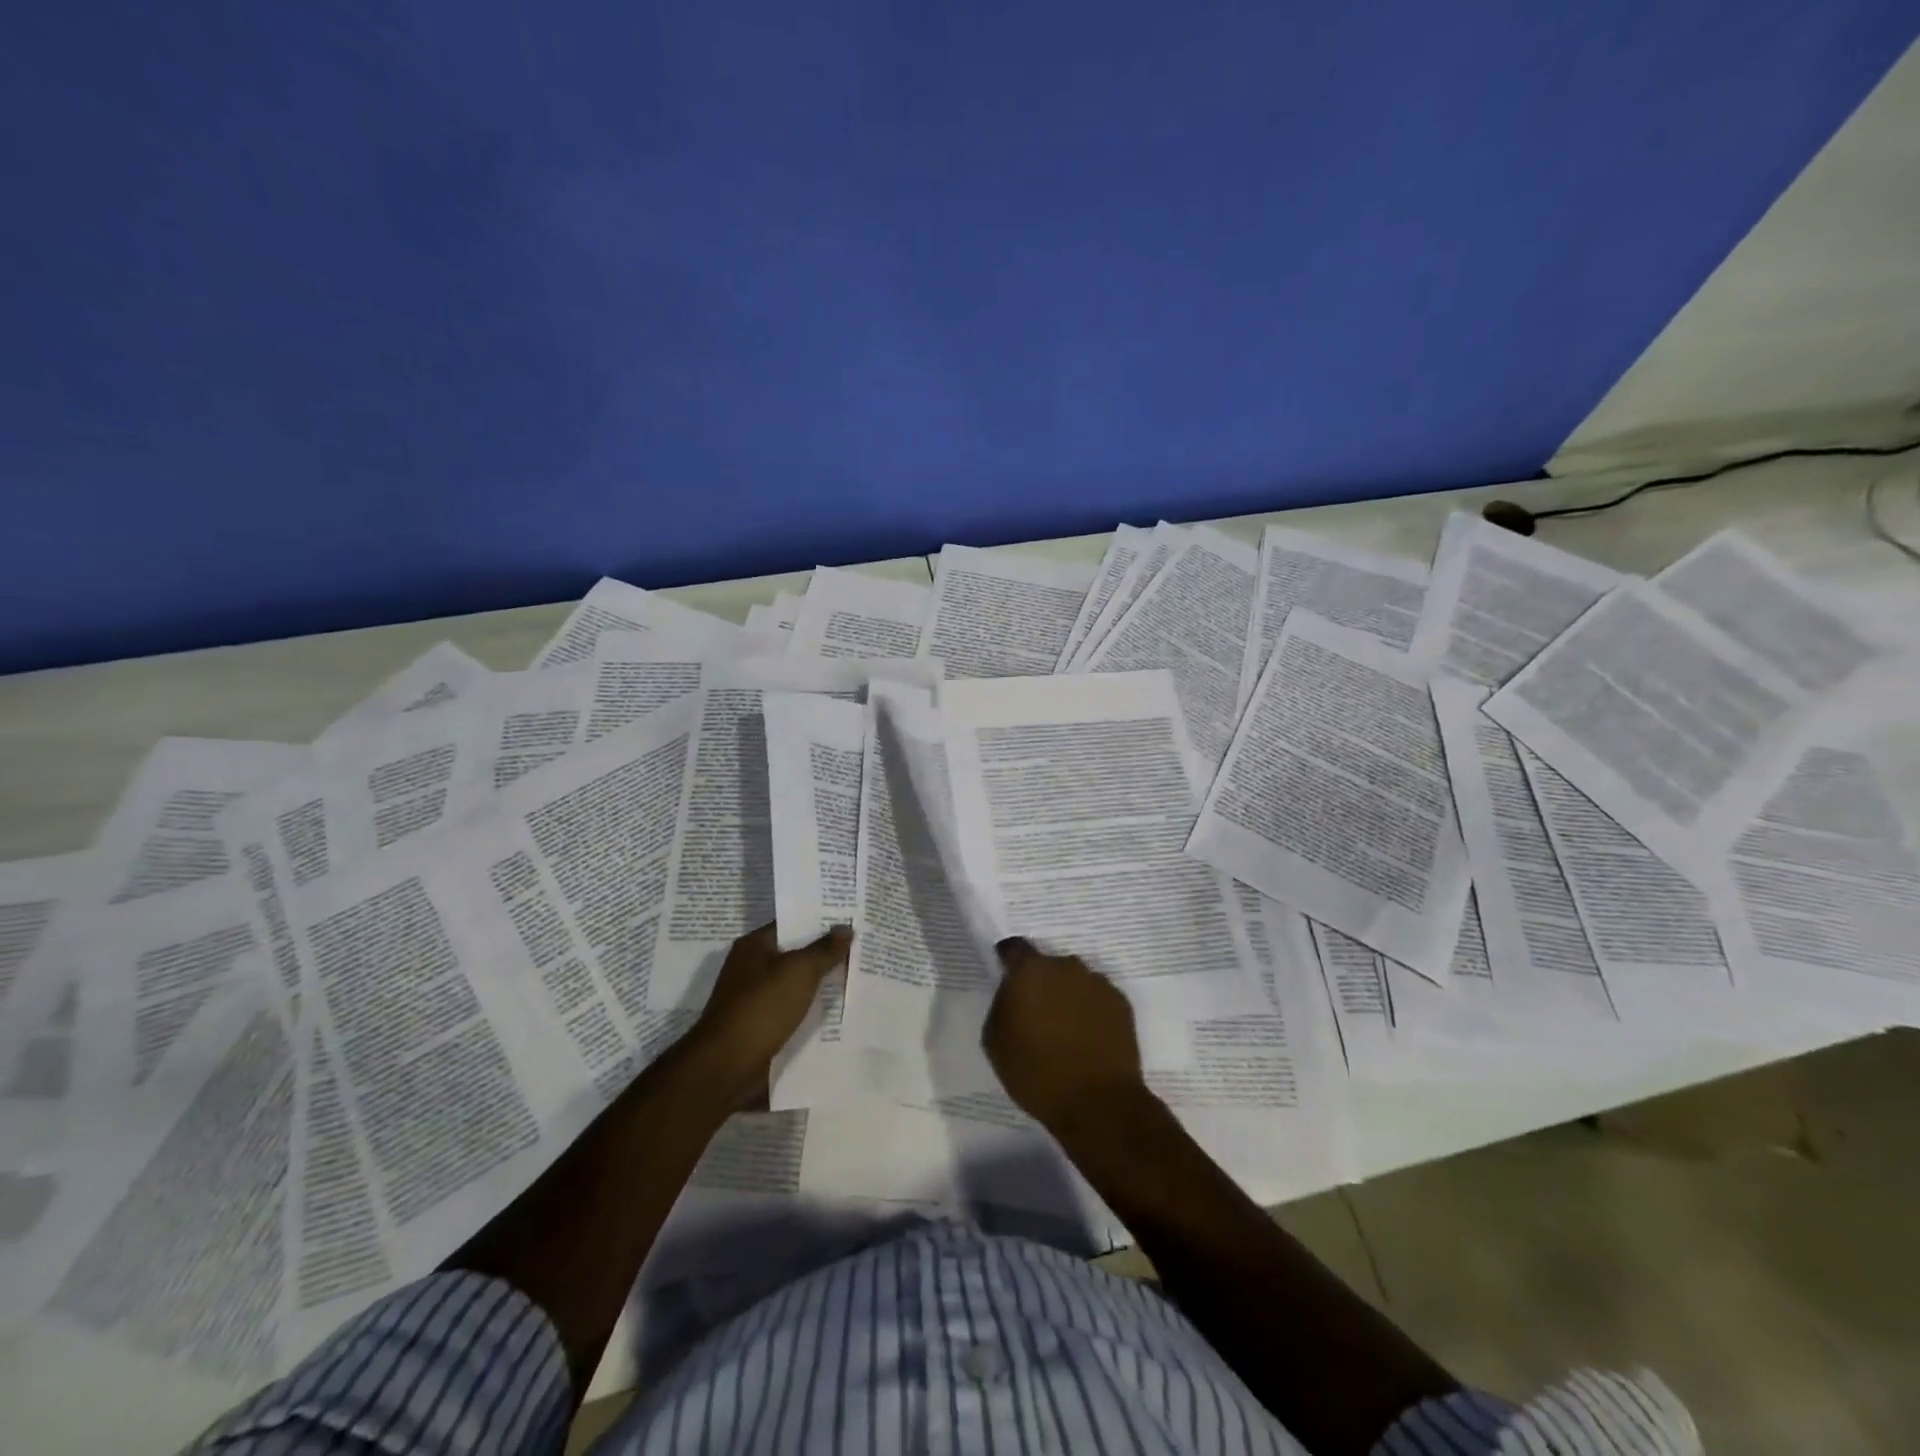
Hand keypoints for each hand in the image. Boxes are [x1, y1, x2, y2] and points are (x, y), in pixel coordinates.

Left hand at [690, 922, 850, 1104]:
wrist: (726, 1066)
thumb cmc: (761, 1008)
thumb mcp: (800, 972)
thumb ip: (824, 950)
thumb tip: (845, 928)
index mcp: (754, 946)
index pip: (792, 923)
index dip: (820, 921)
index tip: (850, 919)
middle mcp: (751, 967)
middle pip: (795, 953)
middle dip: (824, 953)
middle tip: (861, 946)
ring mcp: (754, 998)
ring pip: (795, 984)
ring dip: (819, 984)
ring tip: (857, 977)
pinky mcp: (759, 1026)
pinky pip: (792, 1010)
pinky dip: (810, 1010)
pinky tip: (838, 1010)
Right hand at [984, 937, 1146, 1129]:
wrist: (1097, 1103)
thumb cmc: (1036, 1072)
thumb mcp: (996, 1041)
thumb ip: (1002, 1006)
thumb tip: (1013, 995)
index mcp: (1030, 970)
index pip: (1014, 948)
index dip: (1008, 960)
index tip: (1006, 978)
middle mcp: (1066, 966)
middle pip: (1048, 965)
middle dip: (1041, 983)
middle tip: (1037, 1013)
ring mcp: (1098, 983)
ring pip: (1075, 981)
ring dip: (1068, 996)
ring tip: (1066, 1030)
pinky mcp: (1121, 1003)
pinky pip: (1098, 999)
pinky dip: (1091, 1011)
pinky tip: (1088, 1039)